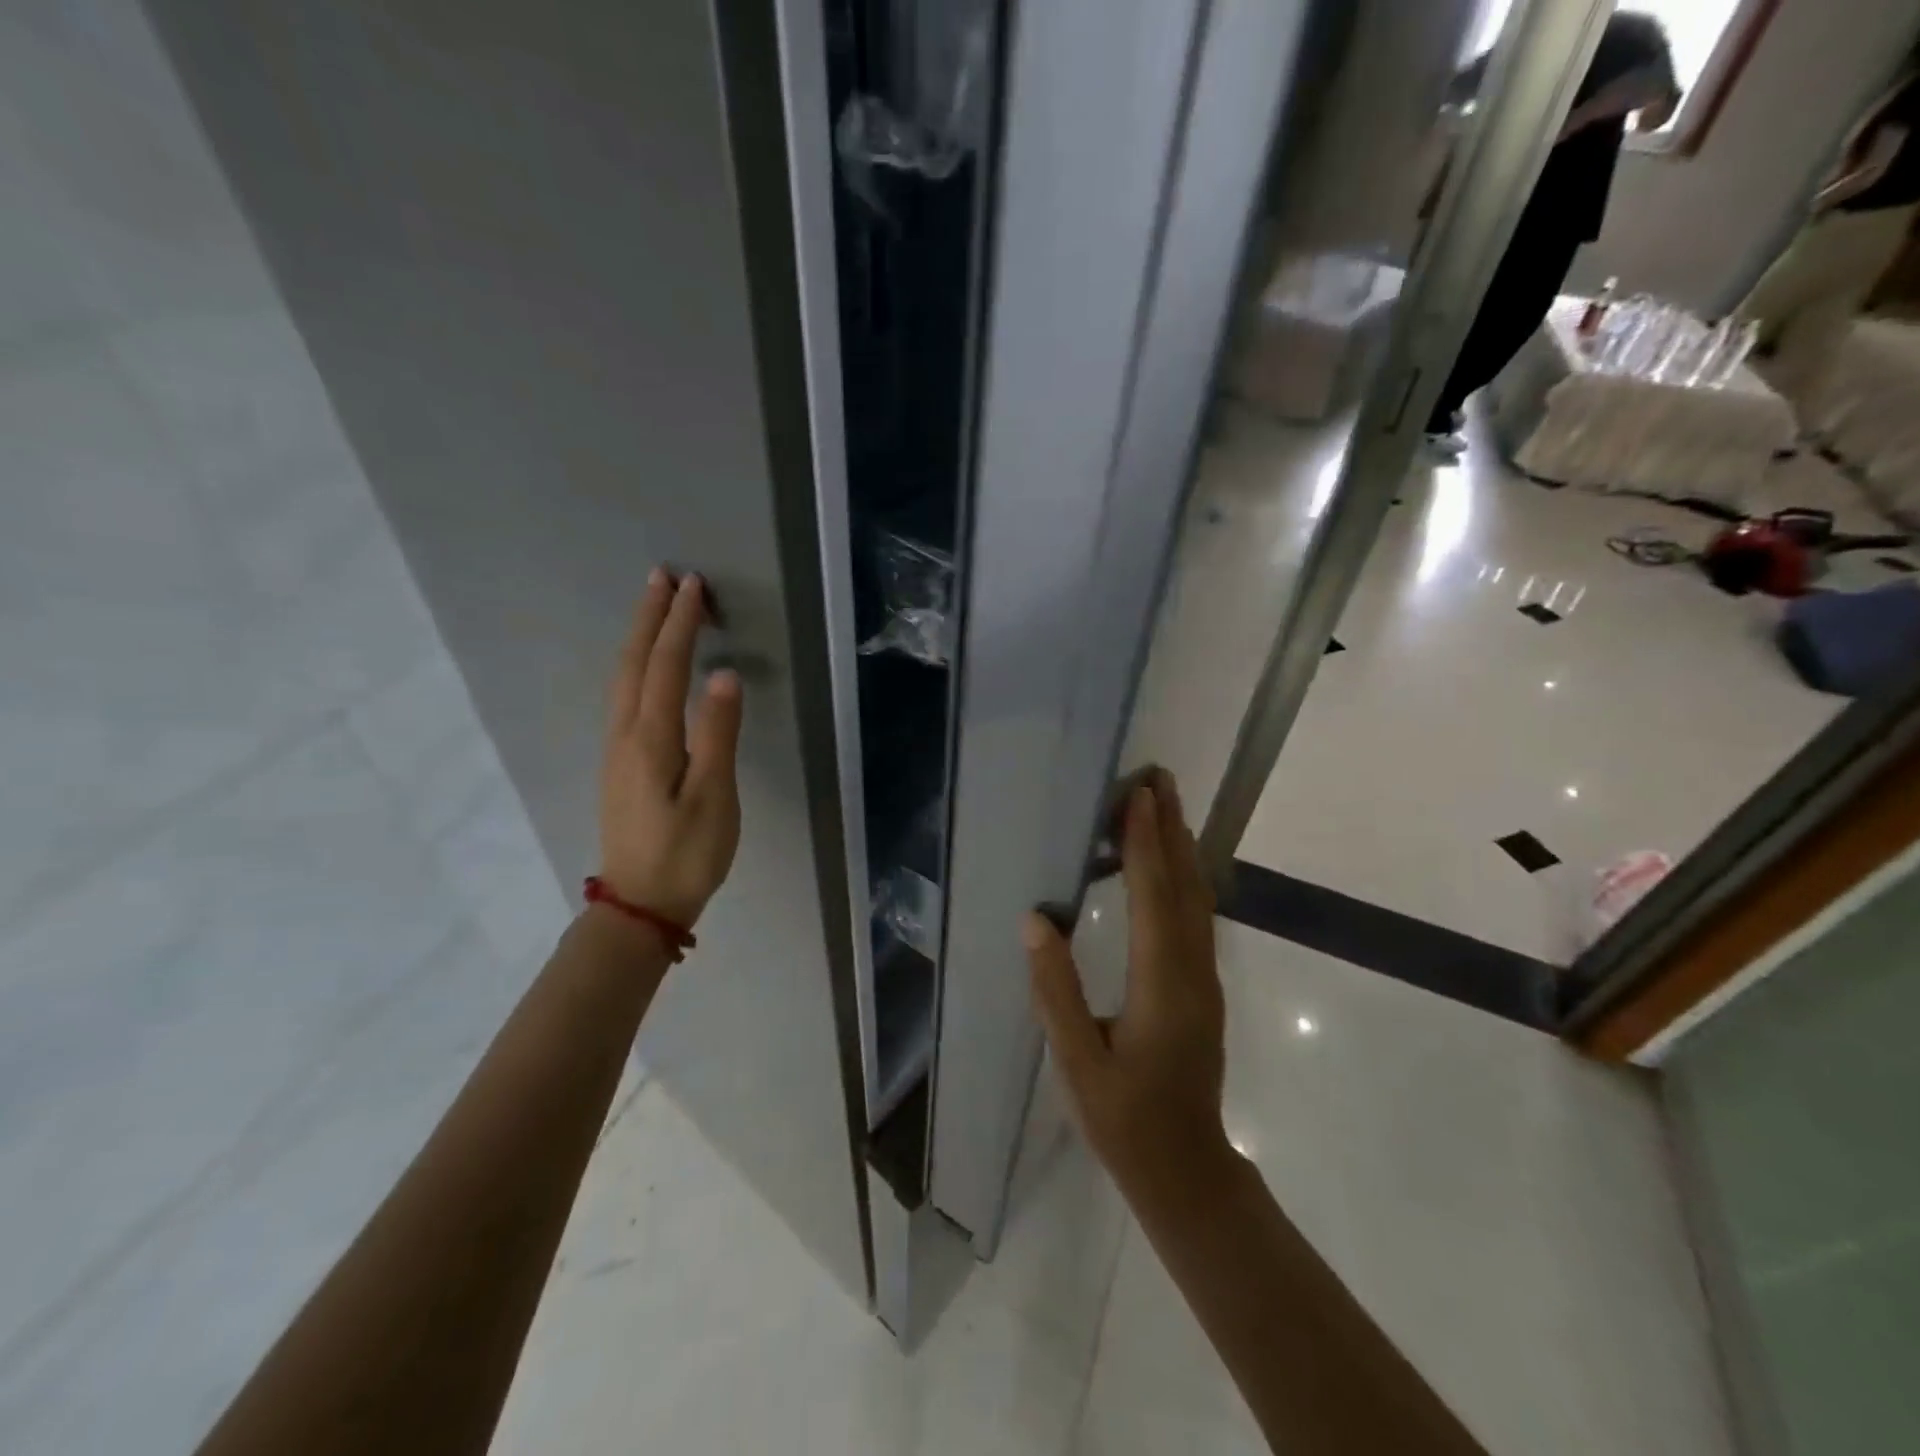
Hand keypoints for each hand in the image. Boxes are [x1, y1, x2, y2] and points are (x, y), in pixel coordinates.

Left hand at [599, 568, 742, 928]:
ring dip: (639, 638)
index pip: (665, 666)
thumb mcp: (713, 796)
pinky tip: (645, 668)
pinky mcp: (620, 765)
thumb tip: (724, 674)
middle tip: (663, 577)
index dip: (679, 623)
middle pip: (634, 663)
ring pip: (623, 679)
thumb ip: (718, 733)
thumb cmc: (686, 853)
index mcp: (650, 738)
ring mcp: (617, 750)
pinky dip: (636, 666)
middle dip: (649, 617)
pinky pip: (625, 697)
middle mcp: (625, 735)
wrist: (640, 905)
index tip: (692, 585)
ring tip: (654, 608)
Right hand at [1024, 772, 1227, 1190]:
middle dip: (1171, 827)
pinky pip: (1196, 916)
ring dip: (1181, 846)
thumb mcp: (1076, 1063)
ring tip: (1165, 804)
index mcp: (1162, 985)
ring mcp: (1205, 978)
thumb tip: (1035, 920)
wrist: (1187, 1169)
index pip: (1153, 898)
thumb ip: (1055, 990)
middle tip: (1158, 776)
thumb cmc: (1125, 1120)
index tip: (1138, 795)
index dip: (1144, 844)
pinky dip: (1183, 876)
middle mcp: (1193, 971)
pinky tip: (1171, 863)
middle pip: (1185, 885)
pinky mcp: (1203, 985)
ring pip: (1197, 898)